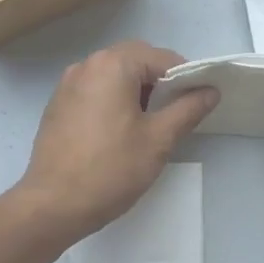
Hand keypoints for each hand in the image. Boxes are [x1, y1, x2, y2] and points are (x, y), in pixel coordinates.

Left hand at [13, 41, 217, 246]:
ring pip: (113, 76)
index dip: (185, 77)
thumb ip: (188, 109)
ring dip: (135, 91)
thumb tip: (210, 90)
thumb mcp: (159, 140)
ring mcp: (67, 85)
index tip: (196, 104)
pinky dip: (112, 101)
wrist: (53, 204)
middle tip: (174, 114)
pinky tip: (118, 133)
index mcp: (112, 65)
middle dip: (159, 82)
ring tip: (148, 126)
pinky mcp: (57, 106)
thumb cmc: (111, 169)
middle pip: (135, 60)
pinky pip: (94, 91)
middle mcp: (86, 65)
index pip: (161, 57)